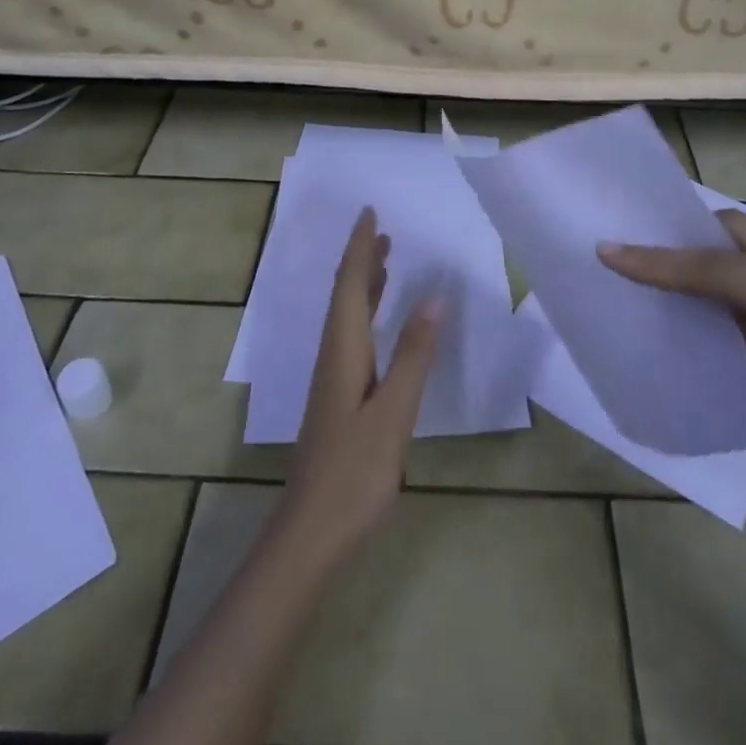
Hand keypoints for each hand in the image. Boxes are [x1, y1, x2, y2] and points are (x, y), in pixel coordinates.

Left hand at [274, 207, 442, 567]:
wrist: (310, 531)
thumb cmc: (355, 472)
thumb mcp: (394, 412)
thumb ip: (414, 355)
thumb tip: (434, 298)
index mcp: (344, 350)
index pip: (351, 285)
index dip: (361, 248)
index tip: (370, 214)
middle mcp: (333, 354)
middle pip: (345, 293)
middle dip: (362, 258)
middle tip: (383, 229)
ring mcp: (333, 377)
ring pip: (347, 315)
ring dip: (365, 283)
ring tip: (386, 260)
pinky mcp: (338, 396)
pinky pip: (353, 335)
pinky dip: (367, 313)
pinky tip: (379, 324)